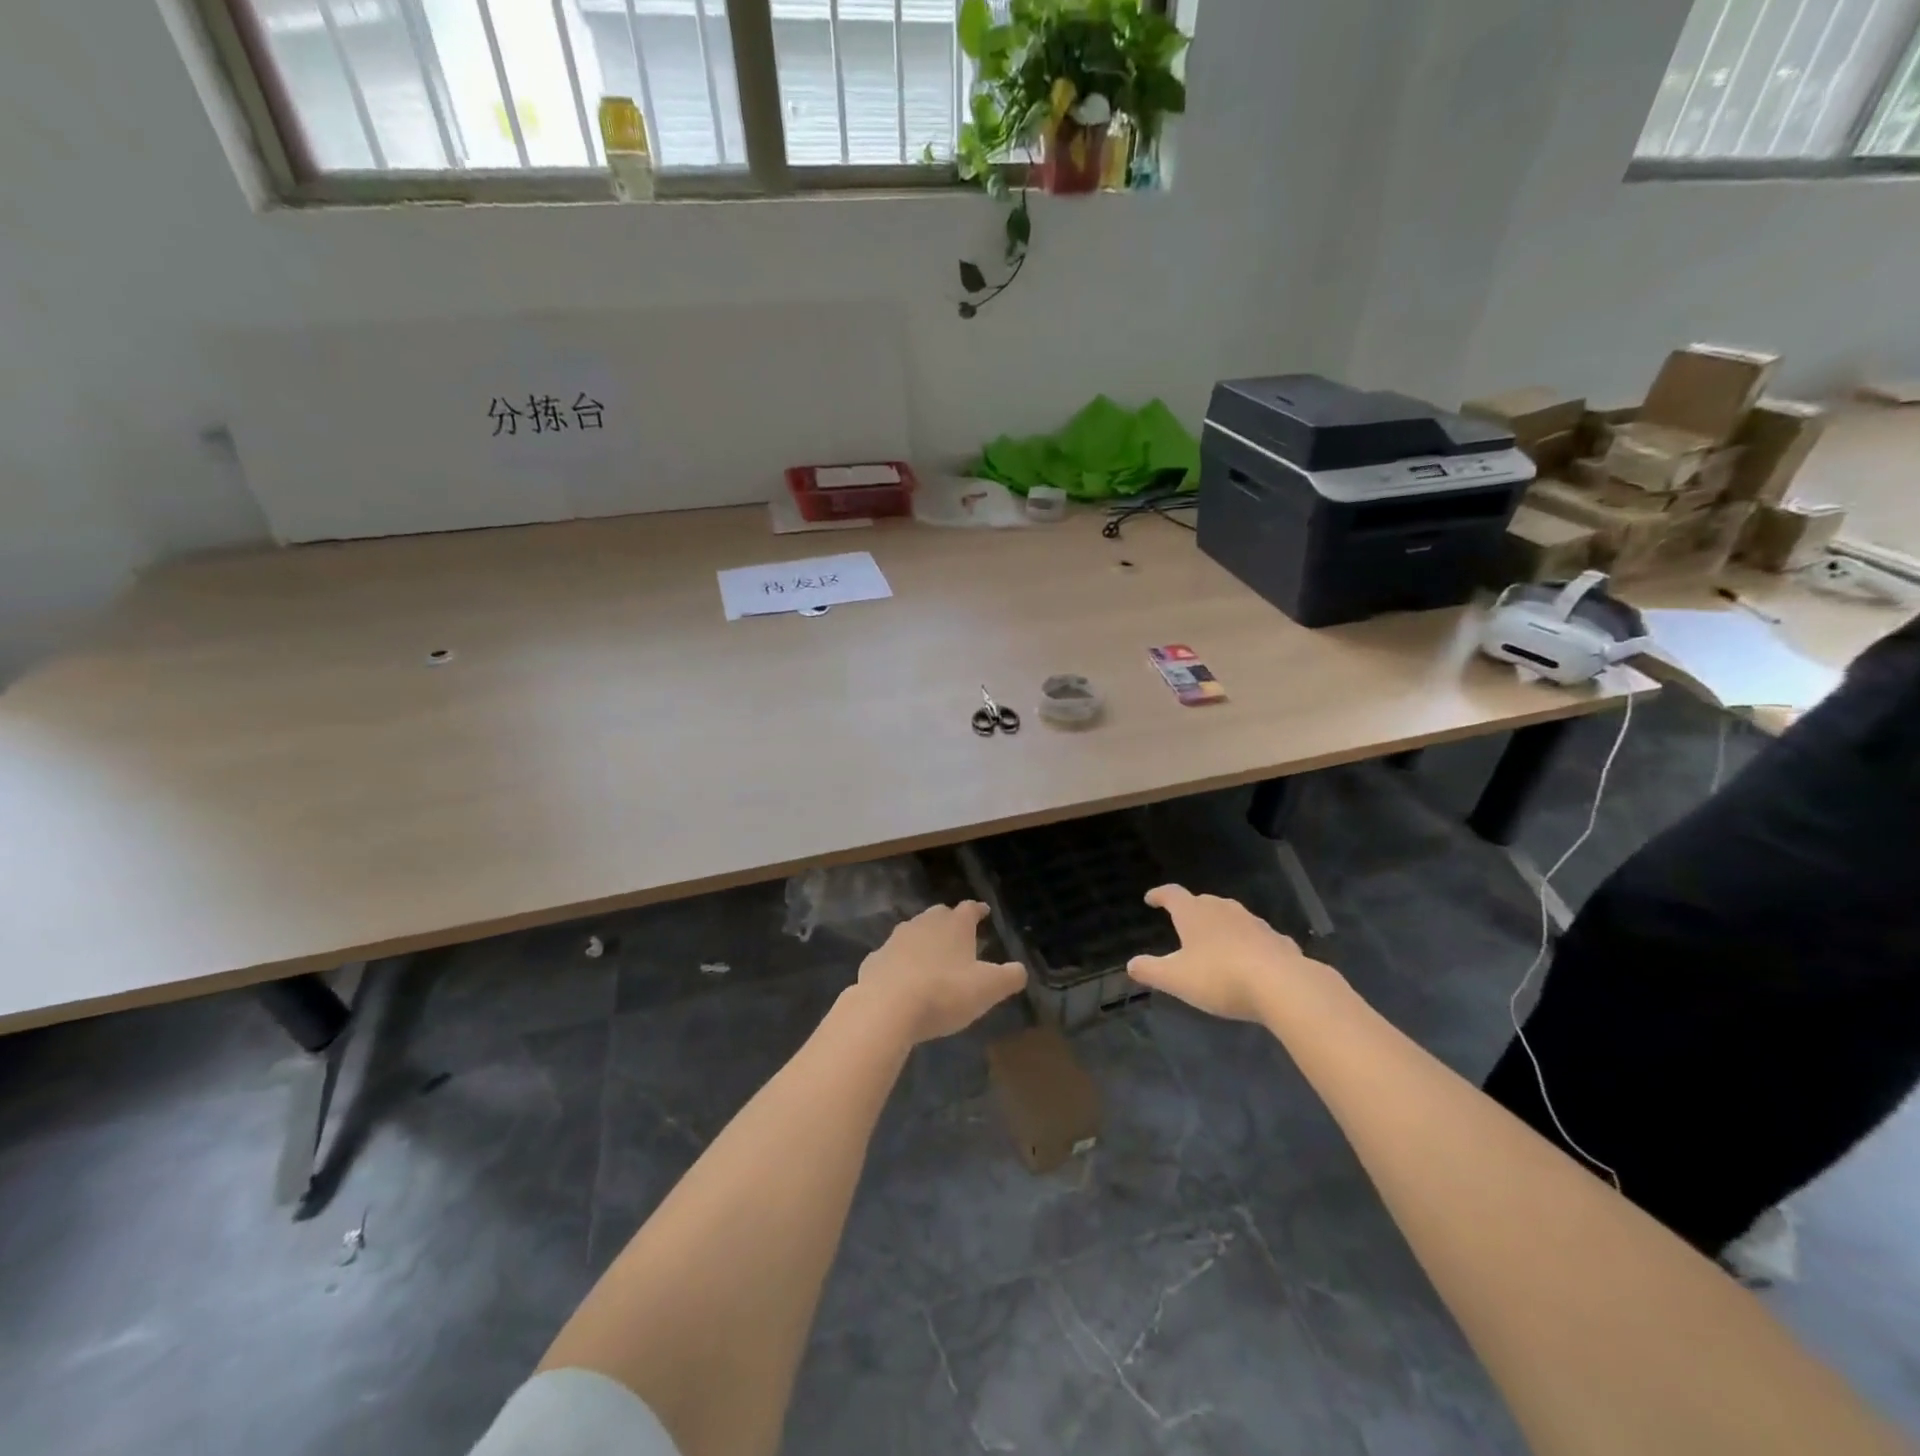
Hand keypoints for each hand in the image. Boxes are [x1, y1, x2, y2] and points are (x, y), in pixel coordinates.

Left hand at [855, 902, 1027, 1044]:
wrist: (886, 1008)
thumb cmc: (944, 993)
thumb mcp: (988, 988)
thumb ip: (1009, 977)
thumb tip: (1020, 970)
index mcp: (954, 925)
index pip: (970, 909)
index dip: (978, 910)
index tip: (984, 911)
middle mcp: (924, 923)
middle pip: (939, 915)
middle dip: (949, 922)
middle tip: (958, 935)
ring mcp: (895, 940)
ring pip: (913, 932)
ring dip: (923, 941)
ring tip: (931, 958)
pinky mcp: (874, 960)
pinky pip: (891, 957)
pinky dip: (899, 963)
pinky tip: (902, 979)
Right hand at [1128, 885, 1333, 1022]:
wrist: (1282, 985)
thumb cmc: (1220, 977)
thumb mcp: (1176, 979)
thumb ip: (1151, 970)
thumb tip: (1131, 964)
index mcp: (1194, 913)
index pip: (1172, 894)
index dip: (1159, 895)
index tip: (1150, 899)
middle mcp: (1223, 909)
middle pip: (1202, 902)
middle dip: (1191, 909)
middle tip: (1182, 922)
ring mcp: (1253, 922)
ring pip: (1231, 916)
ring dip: (1220, 925)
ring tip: (1214, 941)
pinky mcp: (1277, 940)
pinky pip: (1256, 937)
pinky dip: (1247, 943)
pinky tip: (1249, 959)